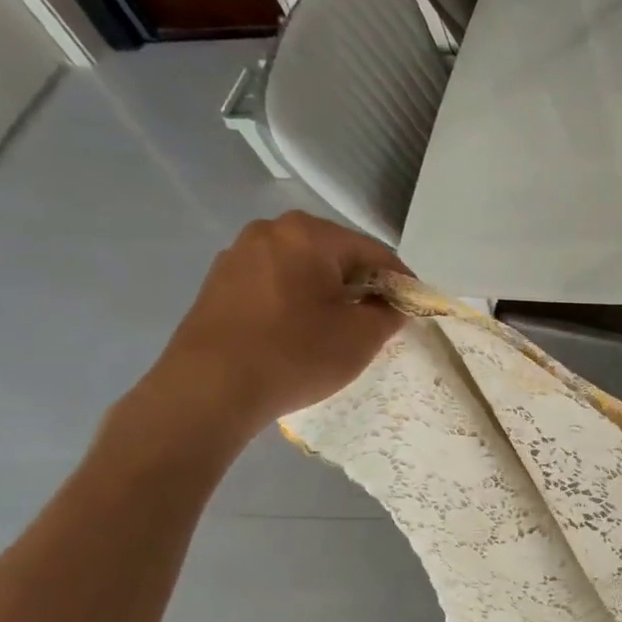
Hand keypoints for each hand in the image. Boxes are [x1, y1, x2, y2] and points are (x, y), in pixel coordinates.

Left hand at [142, 212, 409, 440]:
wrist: (208, 390)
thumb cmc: (295, 354)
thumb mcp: (362, 337)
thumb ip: (389, 312)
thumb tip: (391, 303)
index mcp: (309, 233)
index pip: (374, 252)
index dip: (400, 281)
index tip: (413, 308)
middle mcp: (271, 231)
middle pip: (336, 254)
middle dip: (362, 284)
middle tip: (378, 319)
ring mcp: (238, 255)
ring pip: (303, 268)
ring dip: (327, 292)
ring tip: (339, 327)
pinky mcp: (218, 282)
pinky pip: (275, 282)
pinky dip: (296, 300)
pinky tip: (301, 330)